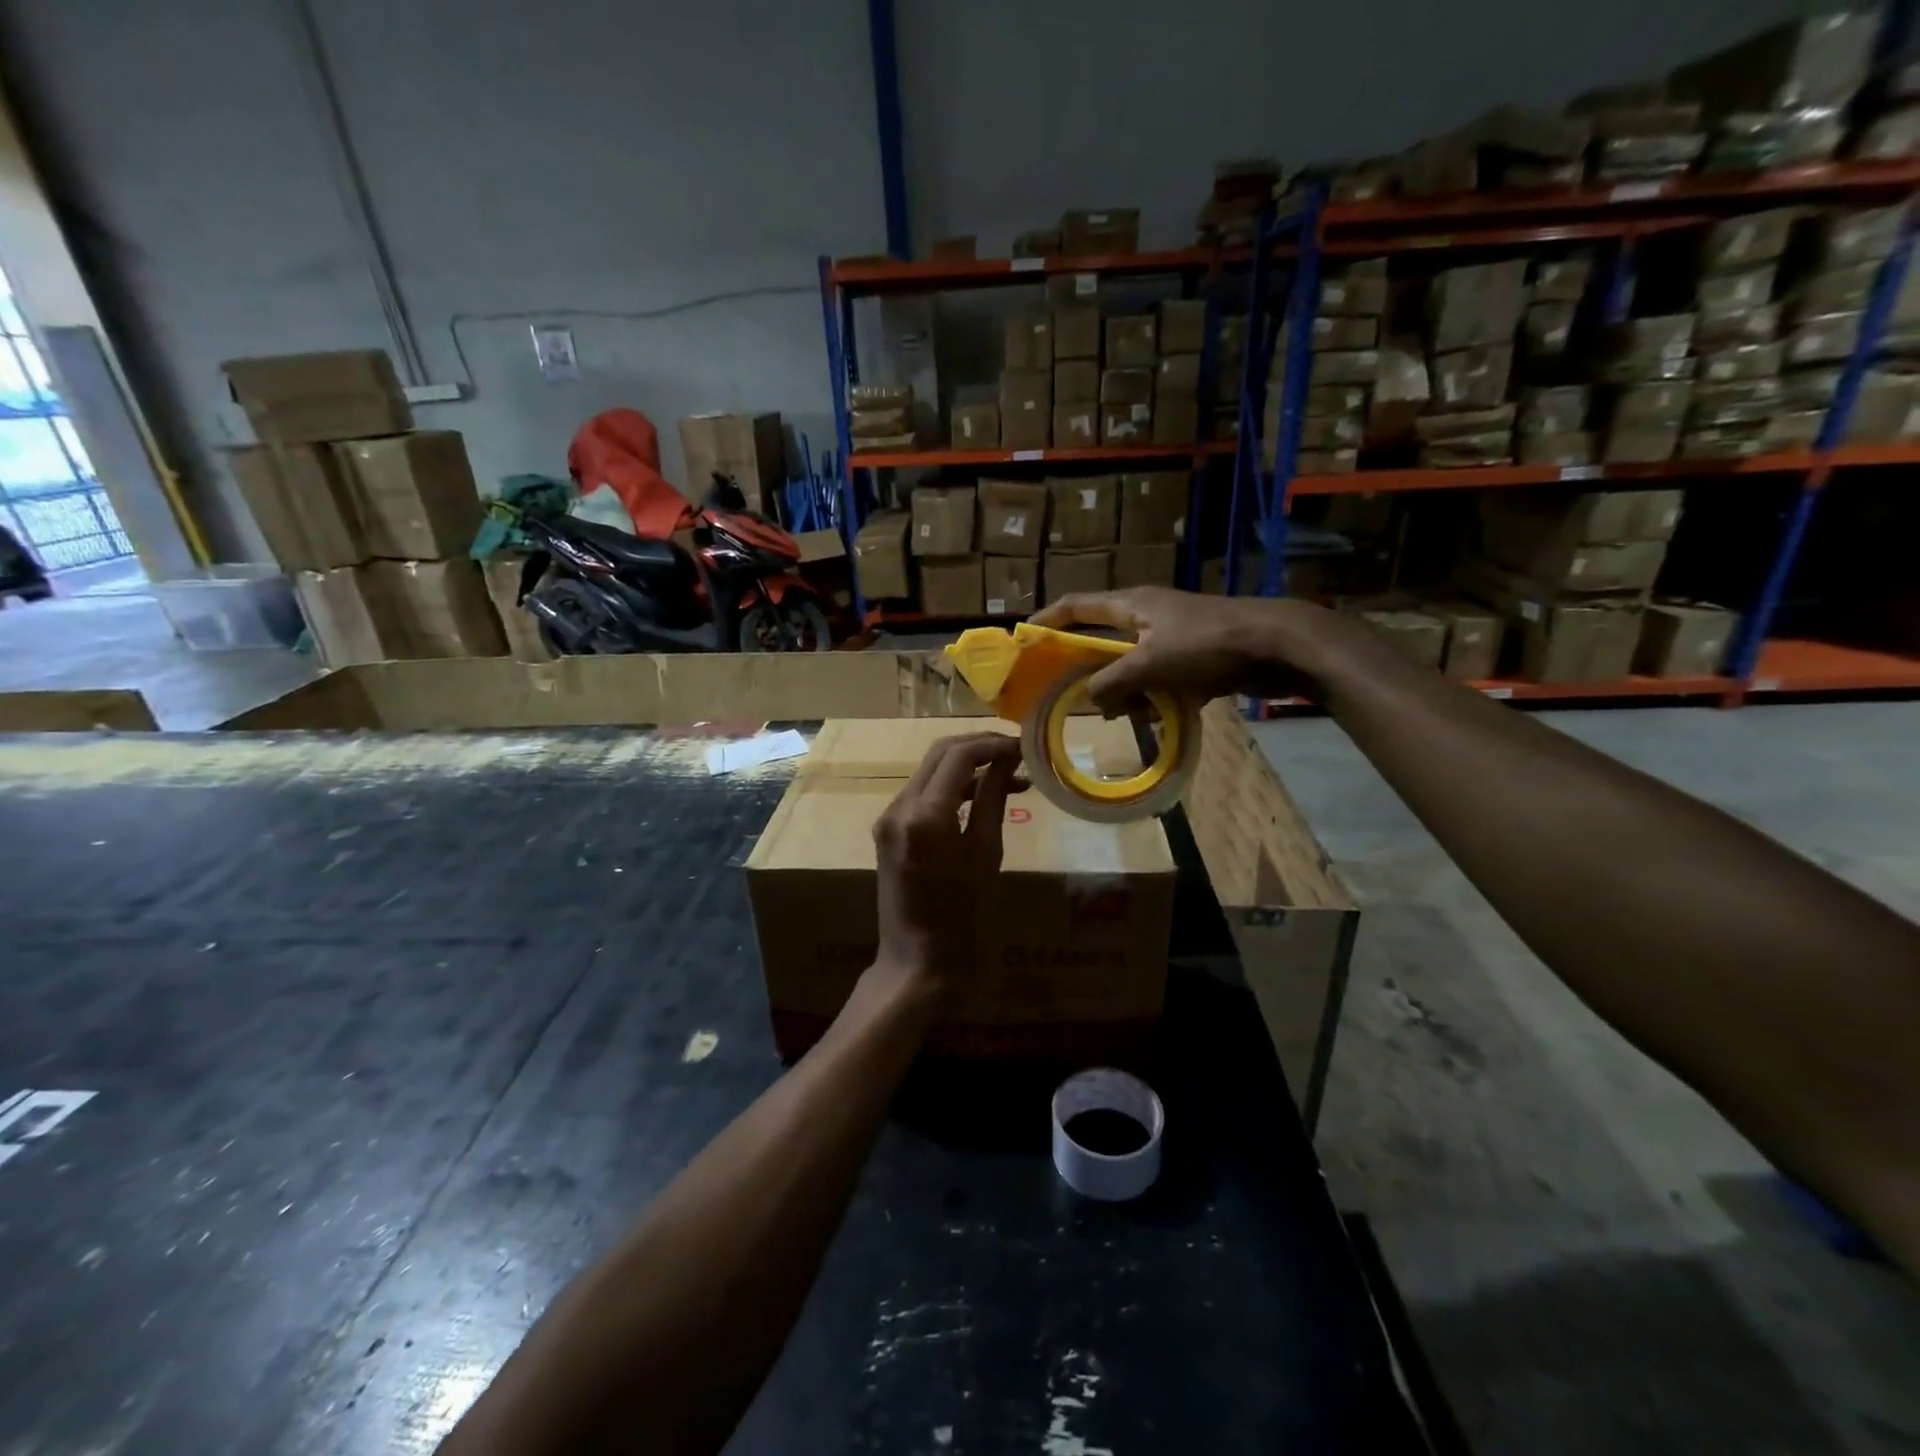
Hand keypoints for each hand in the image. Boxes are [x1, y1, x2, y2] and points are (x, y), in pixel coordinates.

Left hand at [871, 733, 1024, 991]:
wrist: (919, 963)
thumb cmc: (964, 916)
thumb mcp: (986, 853)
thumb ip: (995, 798)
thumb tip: (1009, 760)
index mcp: (924, 814)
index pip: (958, 755)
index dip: (993, 744)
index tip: (1024, 746)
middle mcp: (898, 807)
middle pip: (940, 754)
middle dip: (979, 747)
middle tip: (1018, 754)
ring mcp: (889, 818)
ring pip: (930, 772)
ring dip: (968, 767)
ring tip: (1012, 778)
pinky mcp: (888, 831)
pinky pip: (922, 795)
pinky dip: (952, 789)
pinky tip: (983, 797)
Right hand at [1031, 588, 1350, 713]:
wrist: (1277, 644)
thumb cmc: (1206, 644)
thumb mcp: (1149, 664)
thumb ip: (1112, 681)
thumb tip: (1090, 698)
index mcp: (1131, 605)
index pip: (1076, 606)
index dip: (1048, 620)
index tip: (1025, 639)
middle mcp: (1147, 616)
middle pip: (1103, 640)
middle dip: (1088, 669)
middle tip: (1069, 694)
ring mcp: (1173, 635)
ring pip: (1133, 665)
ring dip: (1125, 690)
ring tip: (1125, 715)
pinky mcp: (1196, 656)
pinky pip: (1161, 679)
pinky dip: (1155, 697)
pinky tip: (1159, 718)